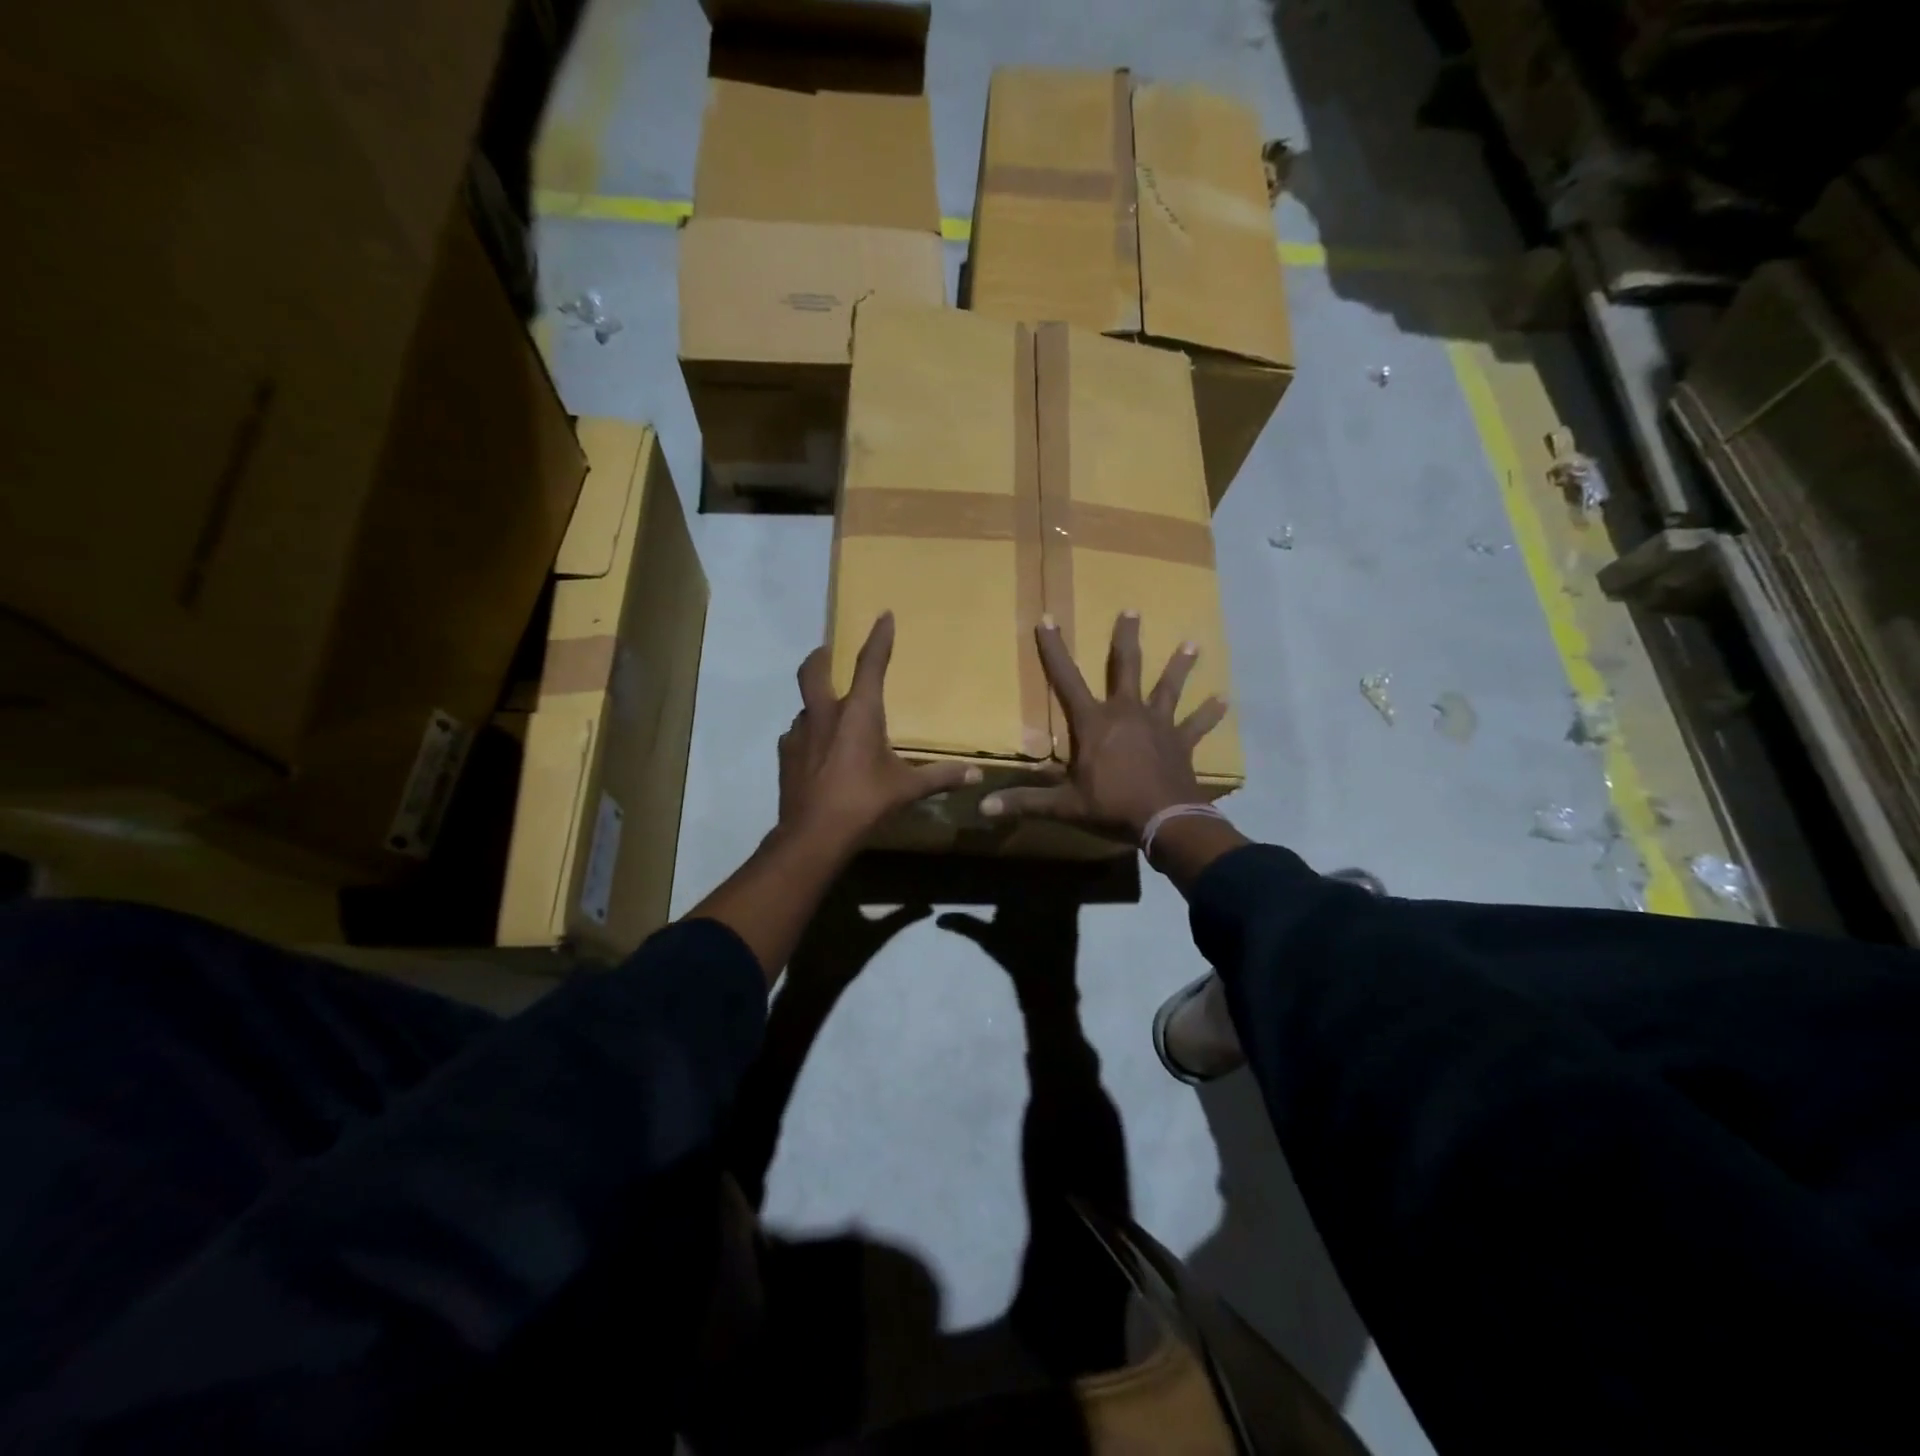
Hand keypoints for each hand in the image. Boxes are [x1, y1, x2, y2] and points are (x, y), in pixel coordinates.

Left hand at [780, 611, 980, 847]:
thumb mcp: (907, 789)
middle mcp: (826, 713)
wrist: (814, 834)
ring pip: (806, 705)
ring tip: (831, 717)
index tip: (883, 616)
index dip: (878, 638)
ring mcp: (799, 733)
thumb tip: (976, 775)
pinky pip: (797, 734)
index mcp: (859, 712)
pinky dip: (809, 734)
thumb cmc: (865, 802)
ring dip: (817, 703)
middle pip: (814, 670)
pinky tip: (818, 752)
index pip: (870, 663)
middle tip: (828, 652)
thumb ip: (940, 777)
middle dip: (821, 656)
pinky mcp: (785, 754)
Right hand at [980, 610, 1226, 839]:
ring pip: (1168, 688)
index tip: (1048, 619)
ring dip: (1179, 666)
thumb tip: (983, 808)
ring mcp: (1158, 726)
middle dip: (1126, 639)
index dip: (1054, 649)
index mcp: (1094, 723)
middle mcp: (1126, 713)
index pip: (1066, 679)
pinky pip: (1196, 725)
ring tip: (1193, 643)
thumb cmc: (1111, 807)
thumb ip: (1025, 803)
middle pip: (1126, 668)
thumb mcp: (1064, 805)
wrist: (1166, 820)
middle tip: (1132, 610)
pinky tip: (1224, 700)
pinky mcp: (1181, 743)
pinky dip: (1209, 714)